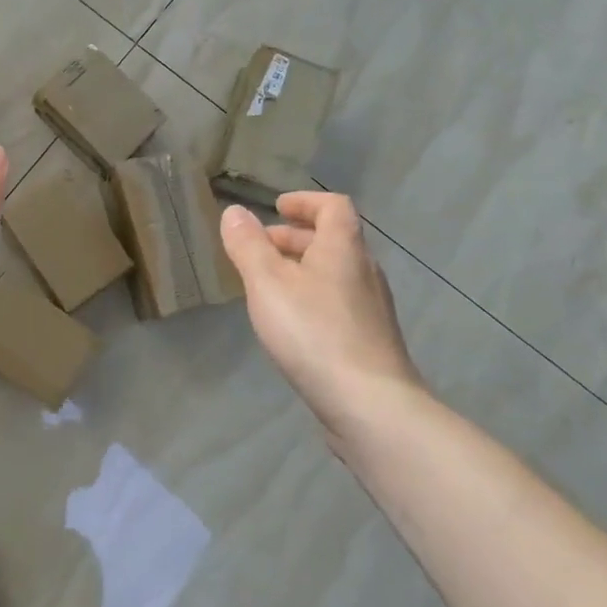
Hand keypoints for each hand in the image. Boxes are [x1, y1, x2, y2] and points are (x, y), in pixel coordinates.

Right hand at [220, 192, 420, 443]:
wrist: (370, 404)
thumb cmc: (314, 332)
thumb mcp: (268, 283)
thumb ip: (248, 245)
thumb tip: (234, 212)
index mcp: (344, 248)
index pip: (333, 206)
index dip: (305, 201)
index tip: (277, 207)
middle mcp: (364, 271)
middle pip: (333, 239)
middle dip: (295, 237)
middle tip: (261, 247)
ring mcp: (372, 308)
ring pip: (335, 273)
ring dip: (302, 268)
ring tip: (268, 285)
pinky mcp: (370, 340)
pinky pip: (338, 302)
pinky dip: (313, 296)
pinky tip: (292, 323)